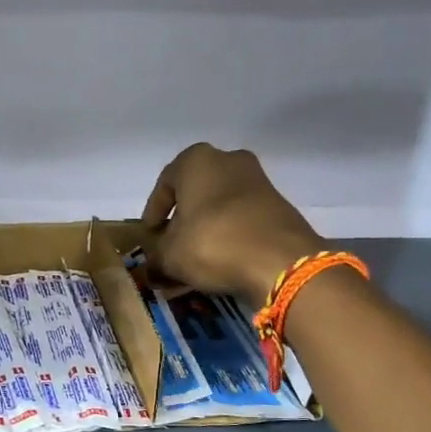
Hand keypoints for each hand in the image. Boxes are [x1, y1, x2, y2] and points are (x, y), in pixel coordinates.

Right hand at [141, 144, 323, 302]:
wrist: (280, 260)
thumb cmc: (212, 243)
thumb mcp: (170, 256)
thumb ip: (155, 260)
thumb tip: (153, 271)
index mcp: (196, 160)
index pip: (164, 185)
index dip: (153, 213)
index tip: (150, 235)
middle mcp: (228, 160)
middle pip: (195, 192)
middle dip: (181, 220)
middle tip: (171, 246)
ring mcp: (258, 180)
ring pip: (220, 205)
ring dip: (206, 228)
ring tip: (196, 257)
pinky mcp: (278, 204)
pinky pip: (242, 217)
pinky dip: (229, 234)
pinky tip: (222, 259)